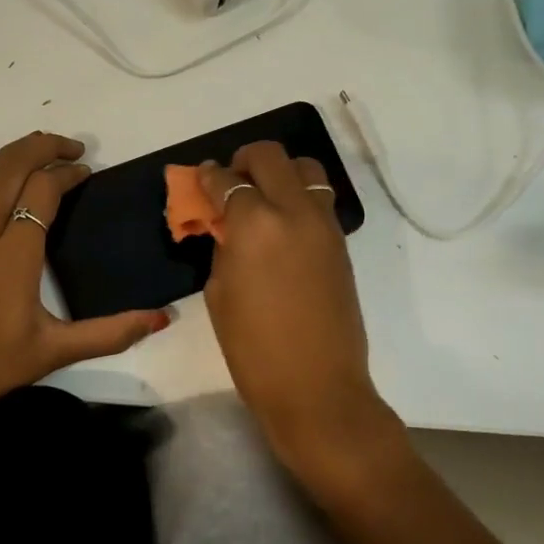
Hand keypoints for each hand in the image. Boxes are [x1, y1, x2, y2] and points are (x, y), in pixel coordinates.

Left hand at [0, 132, 170, 442]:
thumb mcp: (55, 352)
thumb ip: (111, 332)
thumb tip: (162, 317)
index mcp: (13, 255)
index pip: (42, 192)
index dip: (66, 174)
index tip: (85, 172)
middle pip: (9, 170)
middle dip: (40, 147)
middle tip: (69, 145)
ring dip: (9, 156)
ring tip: (35, 149)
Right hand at [197, 142, 402, 486]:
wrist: (317, 387)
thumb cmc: (254, 349)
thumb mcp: (220, 293)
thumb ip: (223, 247)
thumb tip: (226, 226)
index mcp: (254, 223)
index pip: (226, 181)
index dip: (208, 177)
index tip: (201, 179)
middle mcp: (293, 210)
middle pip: (270, 156)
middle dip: (244, 161)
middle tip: (231, 181)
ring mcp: (324, 224)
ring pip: (305, 168)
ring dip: (280, 172)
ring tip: (263, 197)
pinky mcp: (341, 242)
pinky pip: (319, 198)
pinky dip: (299, 196)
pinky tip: (283, 223)